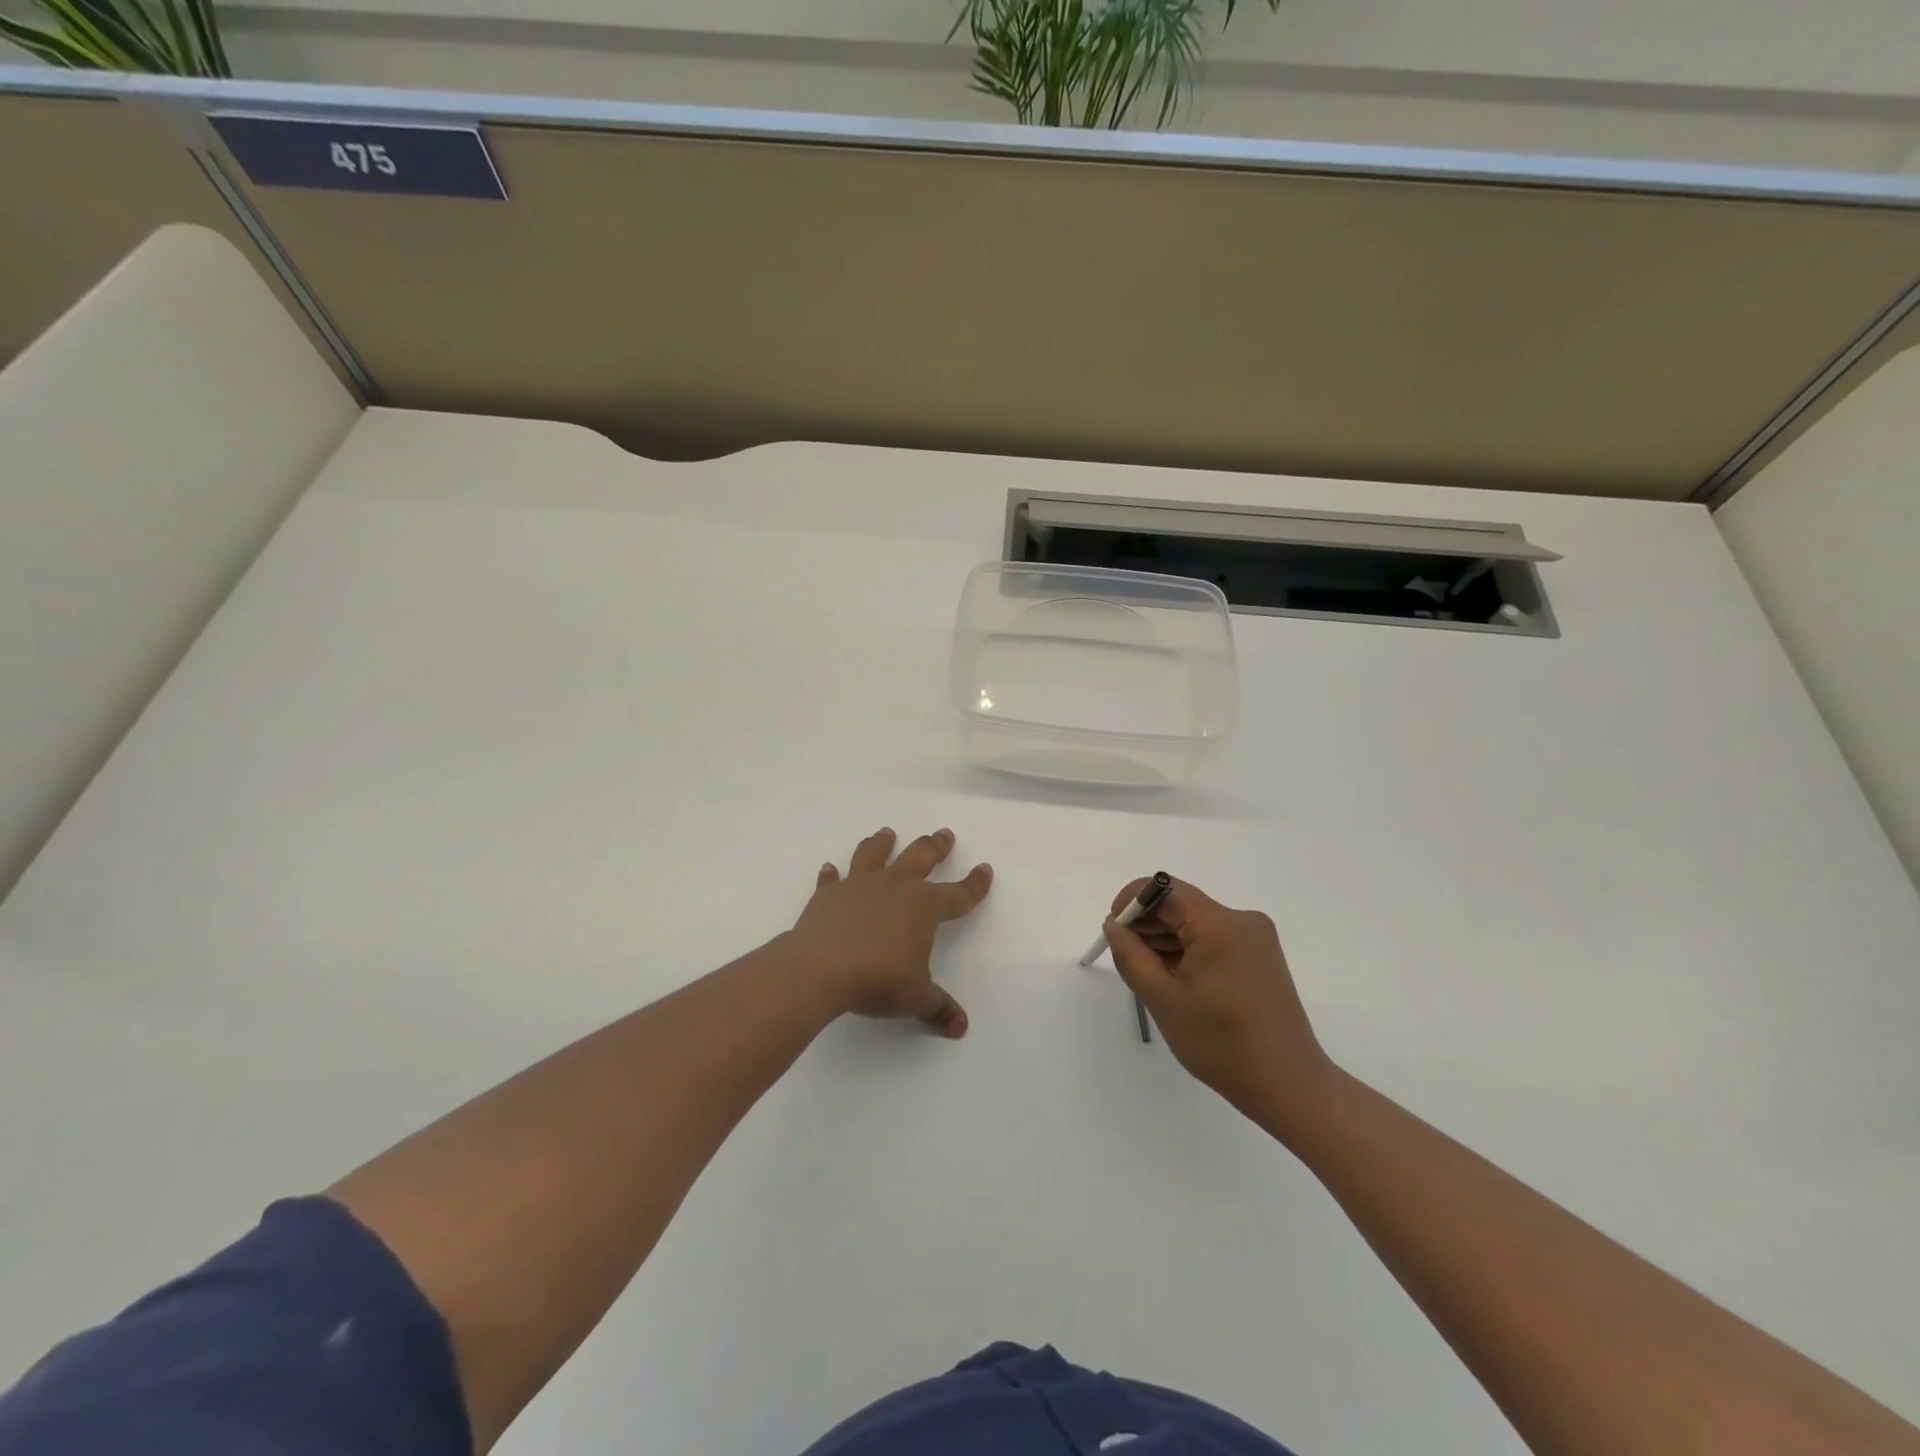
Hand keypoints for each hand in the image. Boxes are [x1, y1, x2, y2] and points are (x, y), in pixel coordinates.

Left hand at [787, 827, 992, 1037]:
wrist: (821, 968)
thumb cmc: (878, 979)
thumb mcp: (915, 997)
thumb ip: (938, 1008)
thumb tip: (961, 1026)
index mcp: (924, 907)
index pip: (958, 894)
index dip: (975, 884)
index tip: (985, 870)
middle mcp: (895, 887)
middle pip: (921, 857)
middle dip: (935, 846)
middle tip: (944, 833)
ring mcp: (859, 885)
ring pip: (875, 854)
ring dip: (882, 843)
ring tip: (887, 833)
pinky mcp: (828, 894)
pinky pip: (832, 879)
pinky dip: (831, 875)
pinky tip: (829, 869)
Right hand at [1103, 878, 1332, 1127]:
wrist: (1288, 1085)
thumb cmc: (1220, 1042)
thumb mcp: (1162, 998)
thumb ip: (1130, 955)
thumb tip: (1114, 926)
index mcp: (1219, 923)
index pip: (1165, 888)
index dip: (1132, 902)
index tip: (1114, 931)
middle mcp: (1242, 920)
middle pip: (1181, 905)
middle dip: (1148, 925)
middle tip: (1126, 959)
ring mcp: (1256, 940)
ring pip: (1196, 924)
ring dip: (1167, 941)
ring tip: (1150, 977)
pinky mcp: (1261, 958)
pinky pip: (1214, 941)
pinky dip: (1189, 953)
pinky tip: (1177, 983)